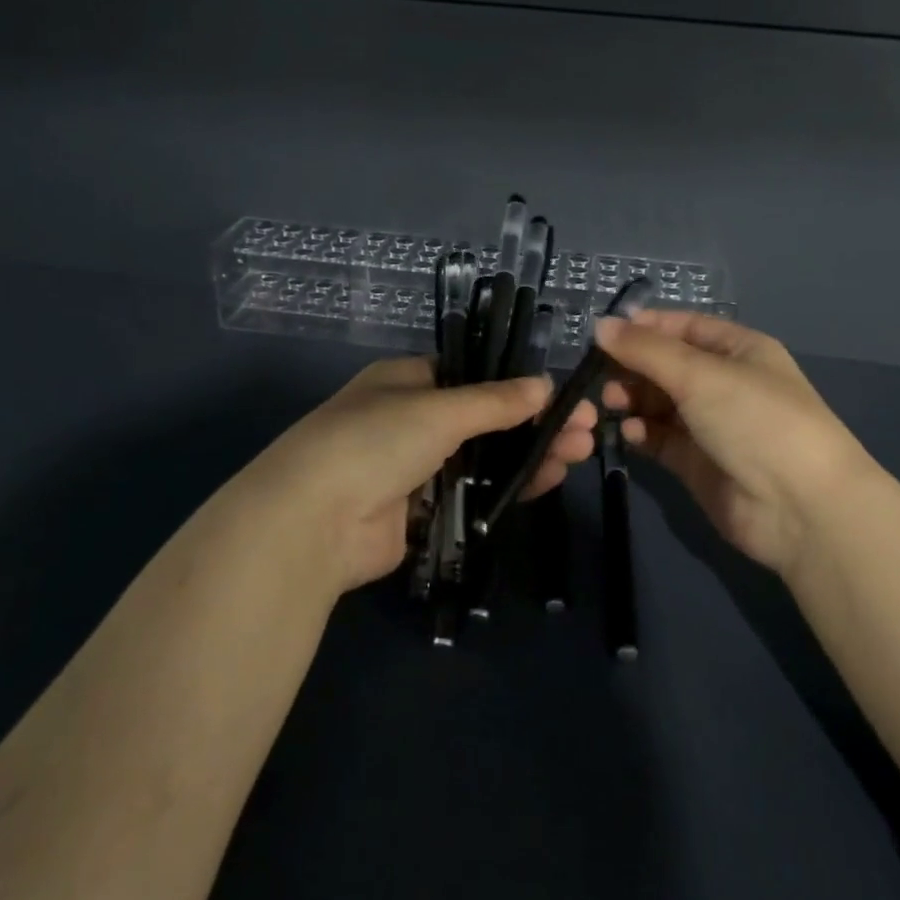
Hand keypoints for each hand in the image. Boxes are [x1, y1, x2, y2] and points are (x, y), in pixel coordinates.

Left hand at [214, 356, 598, 593]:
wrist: (314, 522)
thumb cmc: (374, 441)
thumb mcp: (438, 410)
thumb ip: (494, 402)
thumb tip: (544, 385)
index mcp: (407, 382)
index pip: (471, 377)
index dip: (517, 385)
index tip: (559, 395)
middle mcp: (411, 421)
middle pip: (485, 420)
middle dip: (534, 424)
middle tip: (585, 429)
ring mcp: (416, 469)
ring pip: (484, 459)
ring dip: (529, 456)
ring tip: (579, 454)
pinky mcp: (422, 513)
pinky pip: (473, 495)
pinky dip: (508, 489)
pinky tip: (548, 481)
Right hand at [594, 310, 871, 578]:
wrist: (800, 507)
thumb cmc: (755, 419)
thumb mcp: (699, 374)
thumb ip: (645, 350)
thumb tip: (599, 325)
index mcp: (739, 351)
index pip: (684, 327)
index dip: (645, 327)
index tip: (604, 333)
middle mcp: (726, 384)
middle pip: (668, 366)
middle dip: (633, 367)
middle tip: (601, 375)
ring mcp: (712, 426)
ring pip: (661, 404)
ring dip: (634, 400)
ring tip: (612, 404)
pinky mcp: (698, 464)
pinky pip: (661, 439)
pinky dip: (643, 433)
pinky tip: (632, 433)